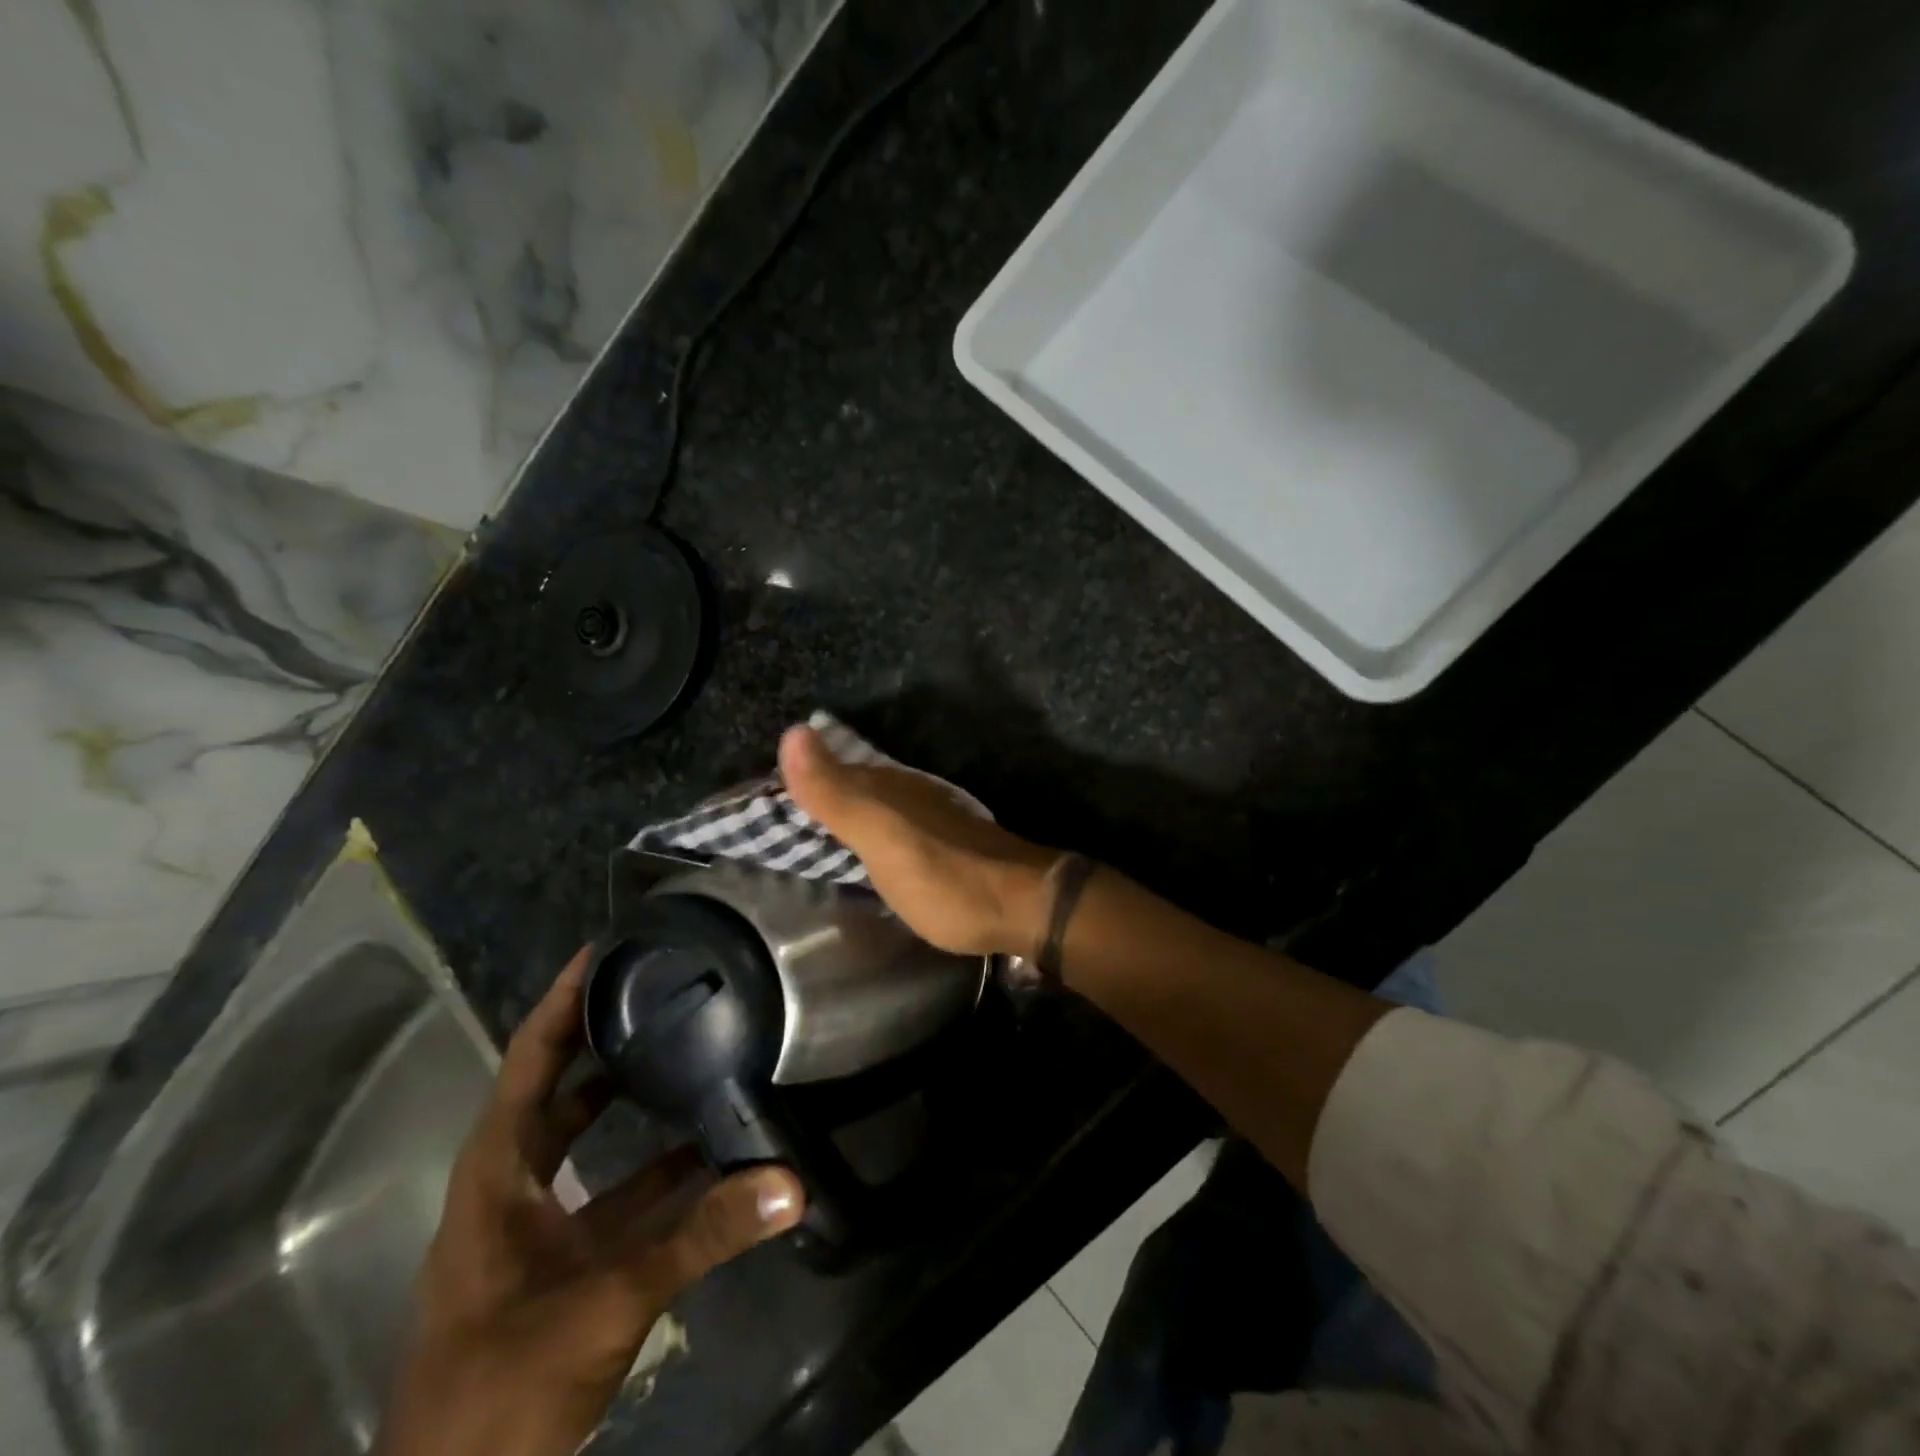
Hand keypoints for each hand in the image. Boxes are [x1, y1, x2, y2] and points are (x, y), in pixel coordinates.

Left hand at [376, 949, 804, 1455]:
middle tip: (661, 992)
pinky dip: (654, 1174)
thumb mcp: (608, 1300)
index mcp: (495, 1174)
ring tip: (692, 1056)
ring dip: (633, 1106)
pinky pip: (612, 1197)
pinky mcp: (560, 1266)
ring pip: (587, 1145)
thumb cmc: (503, 1388)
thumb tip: (789, 1183)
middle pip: (558, 1091)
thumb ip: (702, 1237)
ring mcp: (532, 1230)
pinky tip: (707, 1160)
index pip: (529, 1060)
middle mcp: (509, 1188)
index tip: (605, 948)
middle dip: (602, 1040)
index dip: (563, 1001)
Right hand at [779, 724, 1059, 957]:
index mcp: (887, 788)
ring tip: (814, 830)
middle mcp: (909, 795)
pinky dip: (872, 836)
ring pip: (875, 807)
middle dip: (818, 793)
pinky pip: (895, 830)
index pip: (830, 770)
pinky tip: (869, 850)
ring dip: (846, 814)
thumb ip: (837, 794)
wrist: (1025, 905)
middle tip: (779, 812)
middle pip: (852, 787)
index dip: (796, 778)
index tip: (760, 791)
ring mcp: (931, 820)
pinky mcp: (946, 847)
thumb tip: (792, 730)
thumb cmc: (946, 878)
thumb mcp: (882, 839)